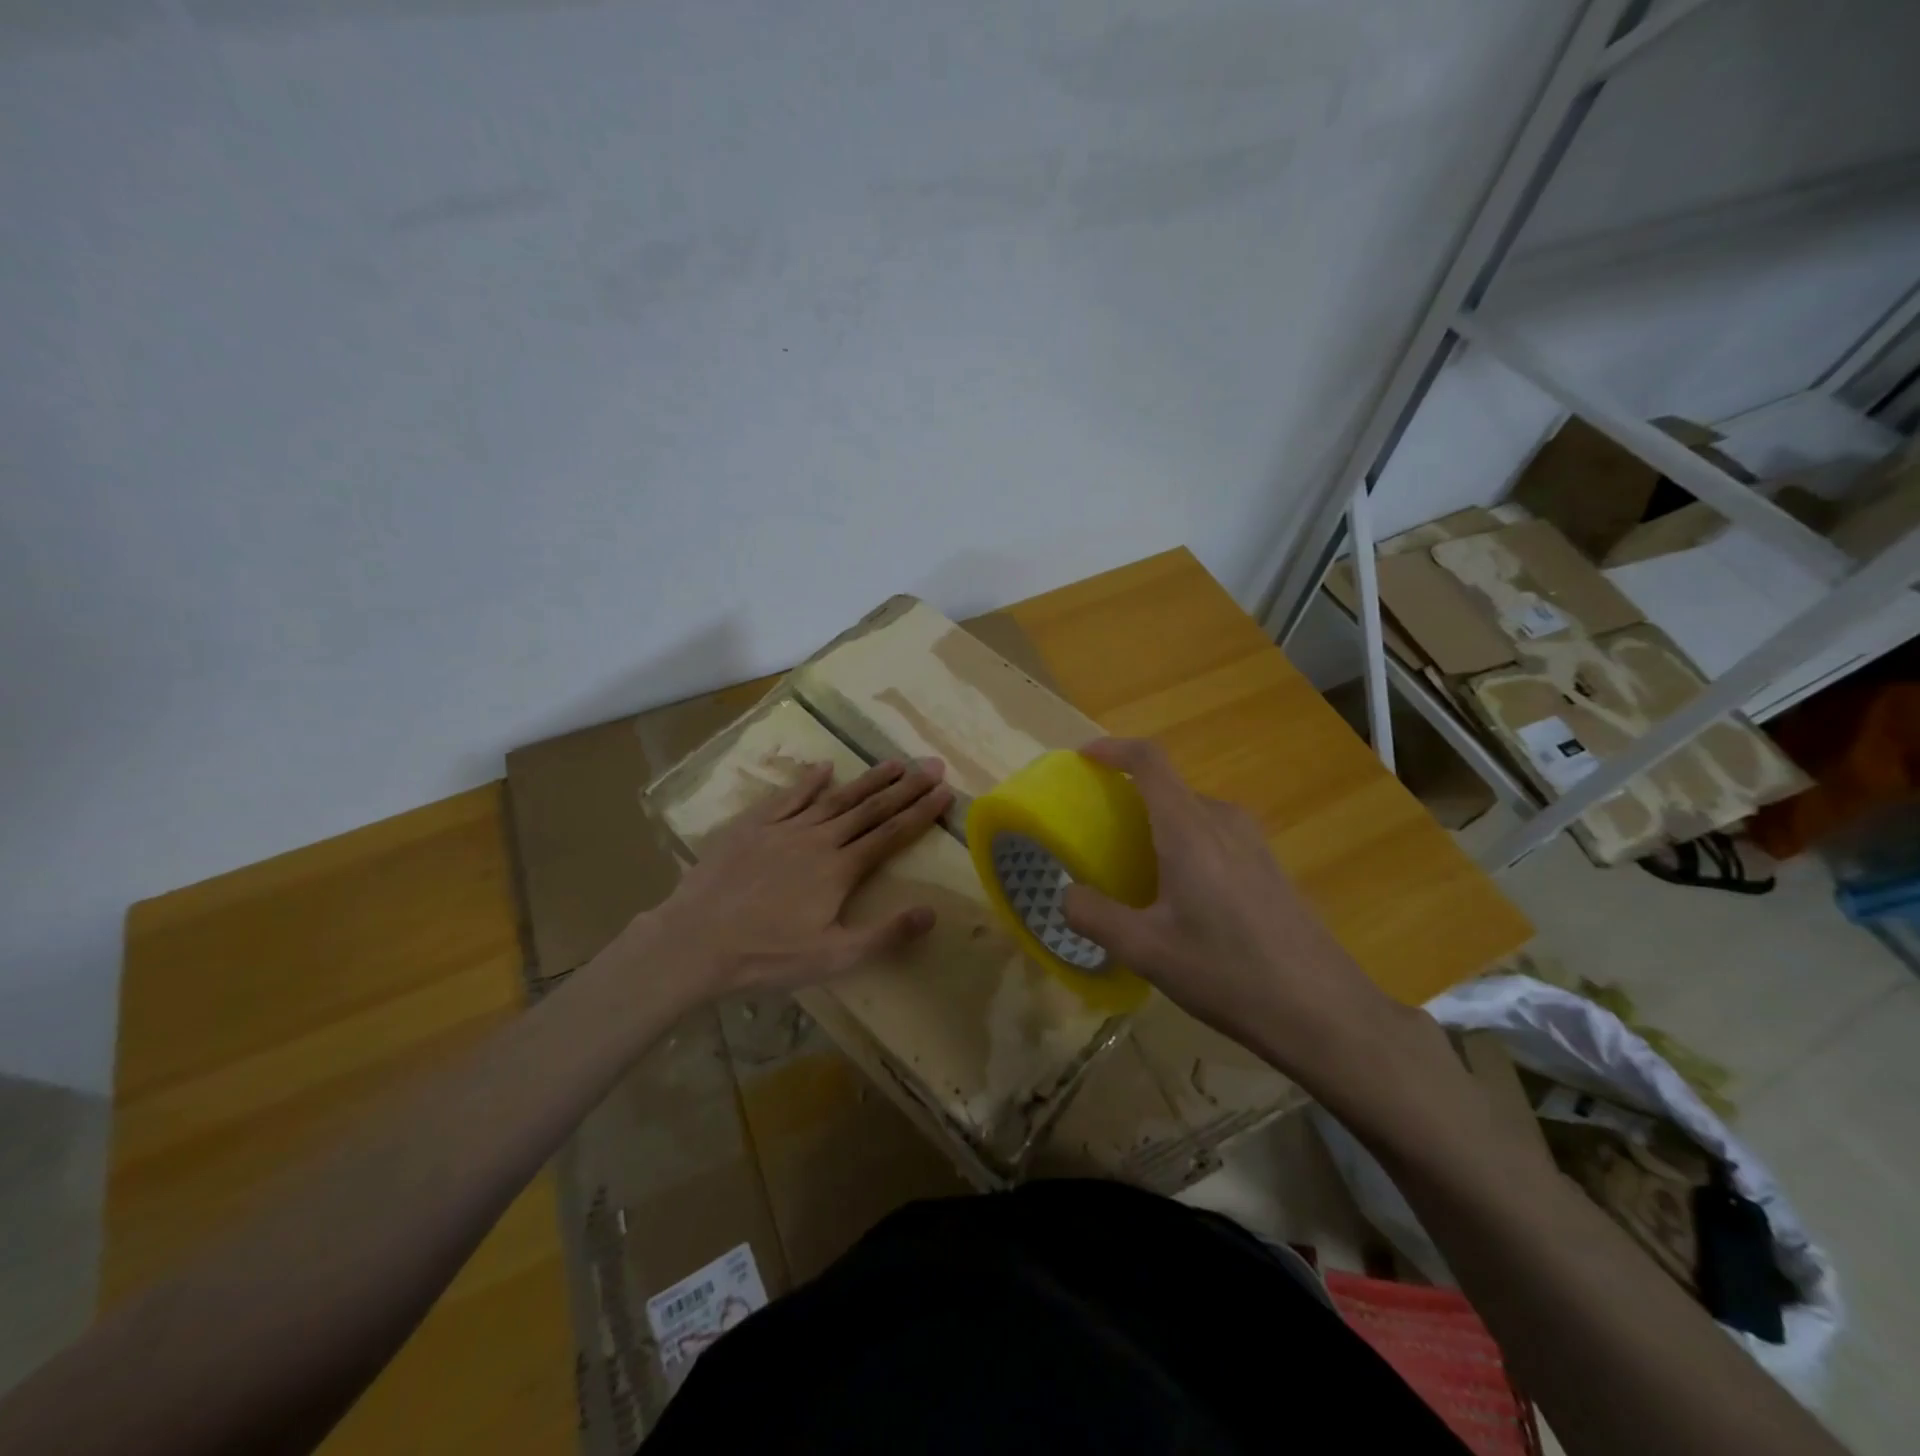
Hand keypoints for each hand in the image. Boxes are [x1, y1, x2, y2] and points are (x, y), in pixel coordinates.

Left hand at [619, 756, 953, 1005]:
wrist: (695, 942)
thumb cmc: (767, 956)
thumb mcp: (833, 958)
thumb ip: (884, 934)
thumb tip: (932, 912)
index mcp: (840, 870)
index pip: (891, 834)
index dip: (921, 812)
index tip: (946, 791)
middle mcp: (819, 839)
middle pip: (870, 808)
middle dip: (905, 787)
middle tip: (932, 765)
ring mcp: (784, 829)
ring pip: (834, 798)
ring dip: (867, 780)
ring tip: (894, 762)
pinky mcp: (752, 826)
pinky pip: (787, 797)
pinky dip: (808, 781)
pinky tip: (824, 768)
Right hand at [1061, 738, 1404, 1087]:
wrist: (1324, 1011)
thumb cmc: (1228, 973)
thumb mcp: (1146, 951)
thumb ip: (1094, 916)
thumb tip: (1065, 893)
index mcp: (1190, 829)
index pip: (1150, 761)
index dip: (1113, 749)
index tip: (1083, 758)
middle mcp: (1224, 822)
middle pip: (1169, 788)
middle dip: (1129, 799)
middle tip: (1099, 834)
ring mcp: (1253, 842)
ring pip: (1193, 814)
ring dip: (1158, 826)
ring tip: (1133, 870)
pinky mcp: (1269, 867)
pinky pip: (1214, 836)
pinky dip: (1184, 845)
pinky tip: (1180, 899)